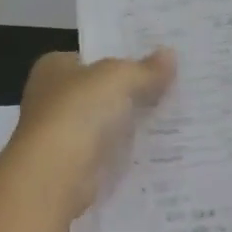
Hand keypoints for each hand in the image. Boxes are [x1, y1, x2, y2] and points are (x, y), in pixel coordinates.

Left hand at [7, 48, 175, 215]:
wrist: (54, 176)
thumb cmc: (78, 113)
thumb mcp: (118, 78)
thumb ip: (145, 69)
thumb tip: (169, 55)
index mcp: (53, 68)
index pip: (92, 58)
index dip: (122, 58)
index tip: (158, 63)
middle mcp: (52, 99)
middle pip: (102, 92)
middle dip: (133, 93)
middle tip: (177, 89)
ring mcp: (62, 135)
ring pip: (108, 124)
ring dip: (134, 125)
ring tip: (179, 119)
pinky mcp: (74, 167)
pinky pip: (110, 154)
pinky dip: (130, 154)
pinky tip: (162, 151)